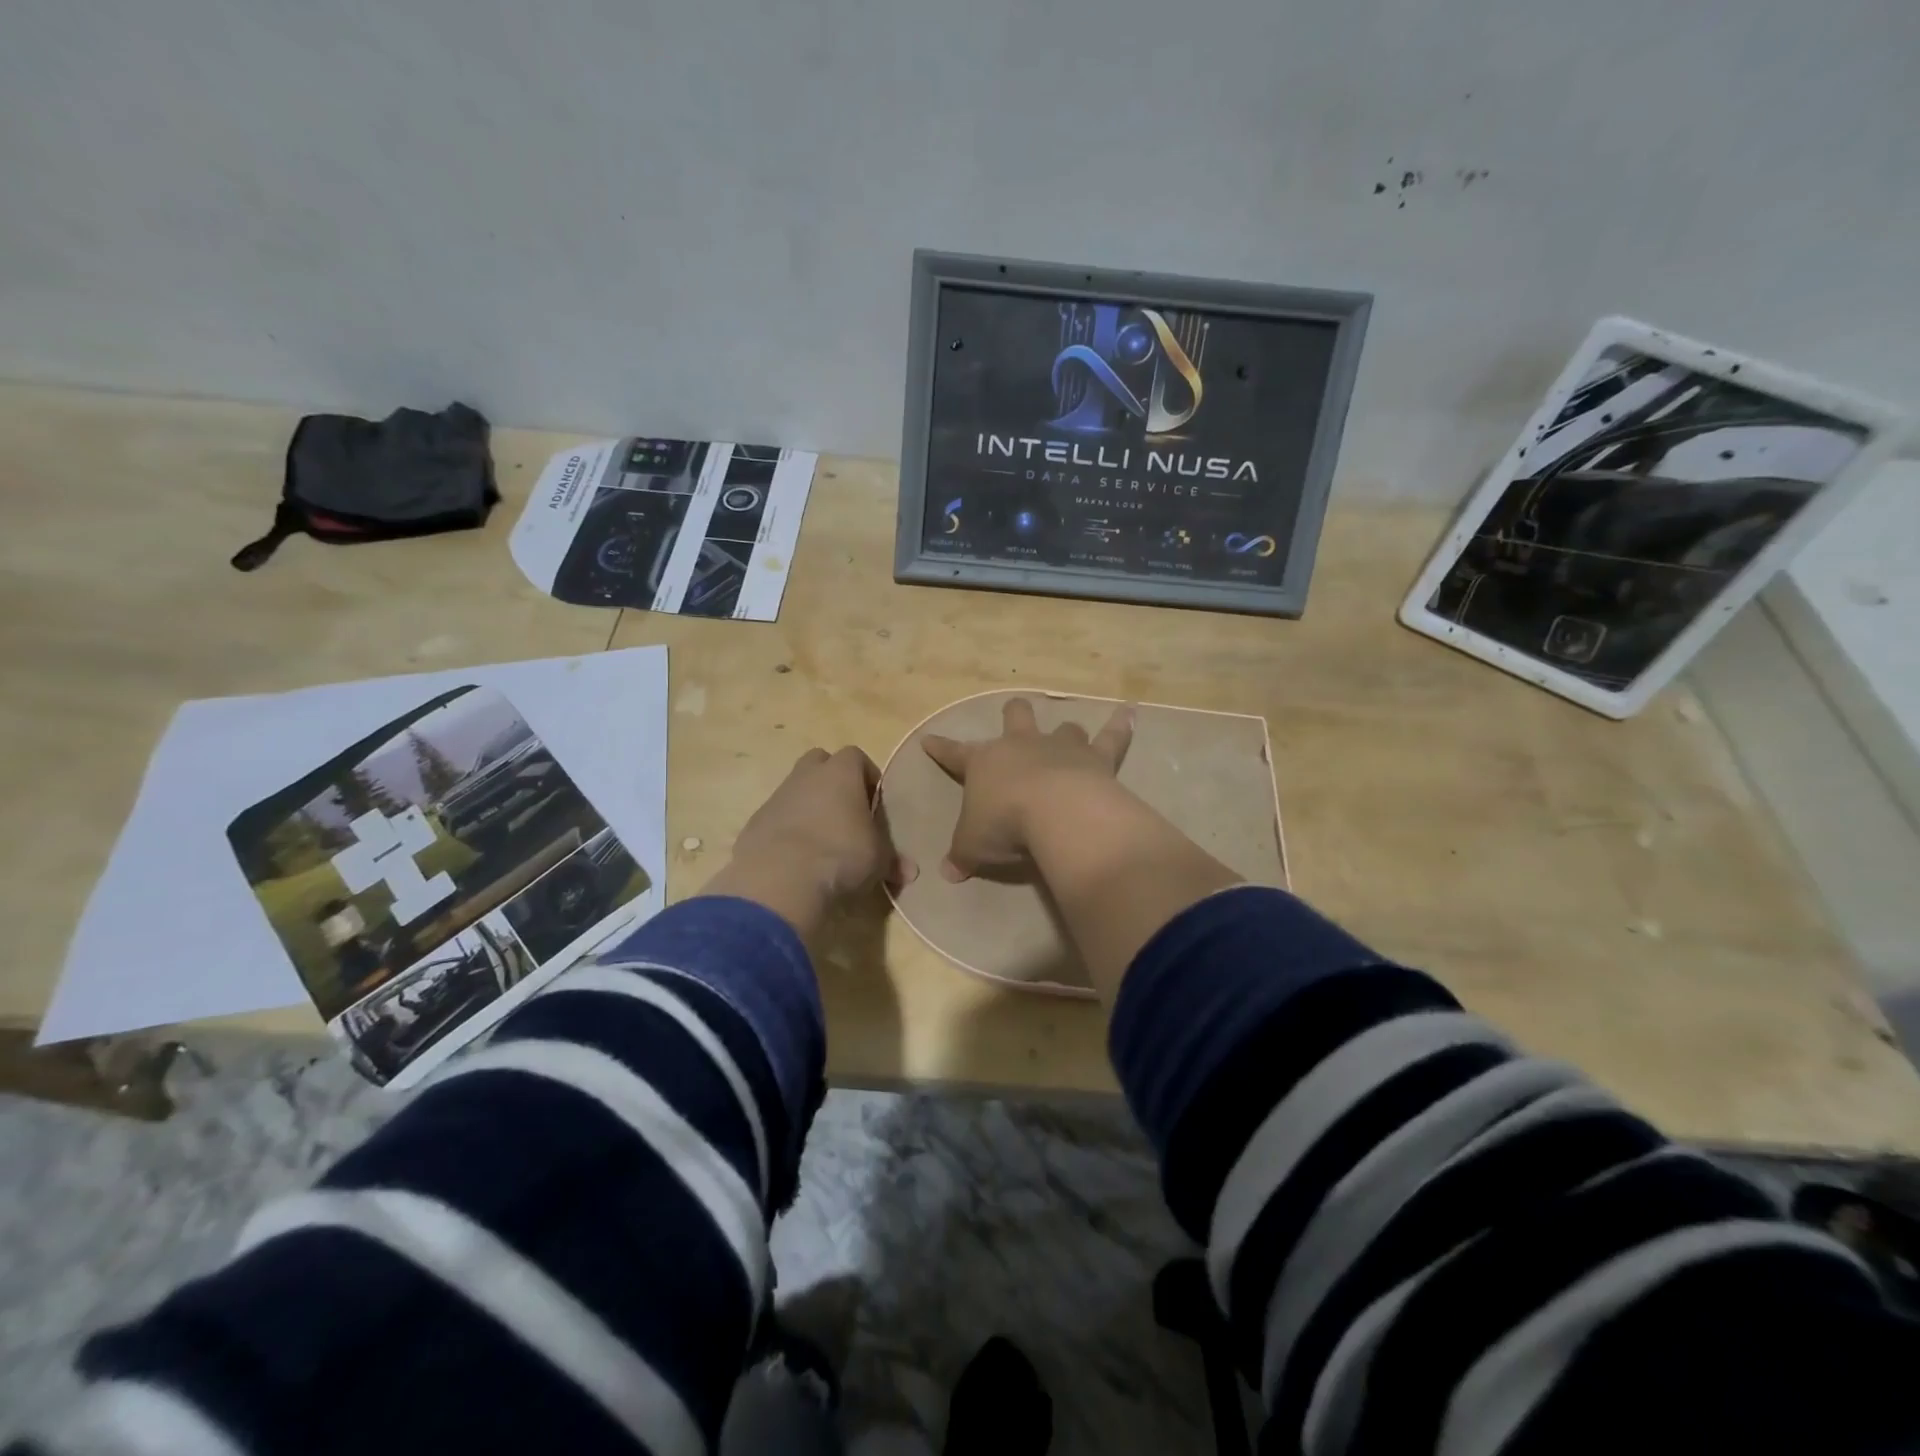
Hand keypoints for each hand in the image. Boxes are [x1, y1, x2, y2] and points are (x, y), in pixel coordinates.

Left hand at [704, 746, 914, 936]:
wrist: (780, 879)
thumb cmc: (841, 856)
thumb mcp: (878, 861)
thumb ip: (893, 861)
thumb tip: (910, 872)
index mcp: (841, 773)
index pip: (856, 756)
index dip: (867, 776)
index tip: (874, 803)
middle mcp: (807, 775)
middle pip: (820, 762)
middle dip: (833, 781)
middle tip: (846, 813)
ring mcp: (777, 796)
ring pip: (796, 789)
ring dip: (809, 806)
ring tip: (823, 840)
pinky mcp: (756, 822)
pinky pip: (778, 816)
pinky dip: (788, 829)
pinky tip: (798, 858)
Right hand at [922, 697, 1133, 881]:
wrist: (1056, 813)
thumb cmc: (1005, 825)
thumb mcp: (973, 847)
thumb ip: (961, 856)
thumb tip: (948, 873)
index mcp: (985, 763)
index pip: (955, 753)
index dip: (942, 748)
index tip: (930, 740)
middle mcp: (1022, 745)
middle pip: (1016, 716)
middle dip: (1013, 715)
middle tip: (1014, 716)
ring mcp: (1061, 747)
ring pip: (1063, 727)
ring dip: (1064, 731)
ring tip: (1068, 734)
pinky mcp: (1097, 757)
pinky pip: (1112, 736)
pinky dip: (1120, 724)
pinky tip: (1129, 712)